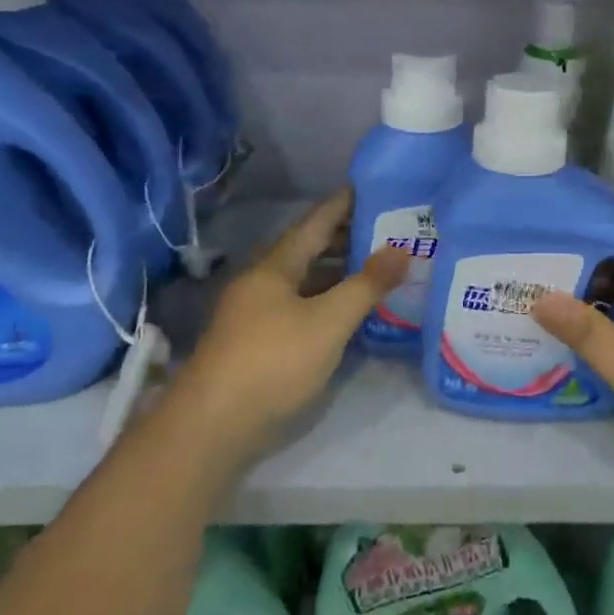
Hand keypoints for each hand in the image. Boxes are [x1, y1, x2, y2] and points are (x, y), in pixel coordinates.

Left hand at [174, 192, 410, 466]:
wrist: (211, 427)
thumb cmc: (273, 362)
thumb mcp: (329, 322)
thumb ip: (366, 285)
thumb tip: (401, 249)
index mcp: (274, 267)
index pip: (315, 223)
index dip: (343, 205)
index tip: (370, 188)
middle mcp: (261, 283)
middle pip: (307, 250)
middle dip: (344, 238)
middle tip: (386, 231)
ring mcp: (255, 314)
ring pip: (302, 281)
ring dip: (336, 272)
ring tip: (375, 268)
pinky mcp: (256, 343)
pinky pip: (299, 307)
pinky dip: (325, 301)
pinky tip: (346, 312)